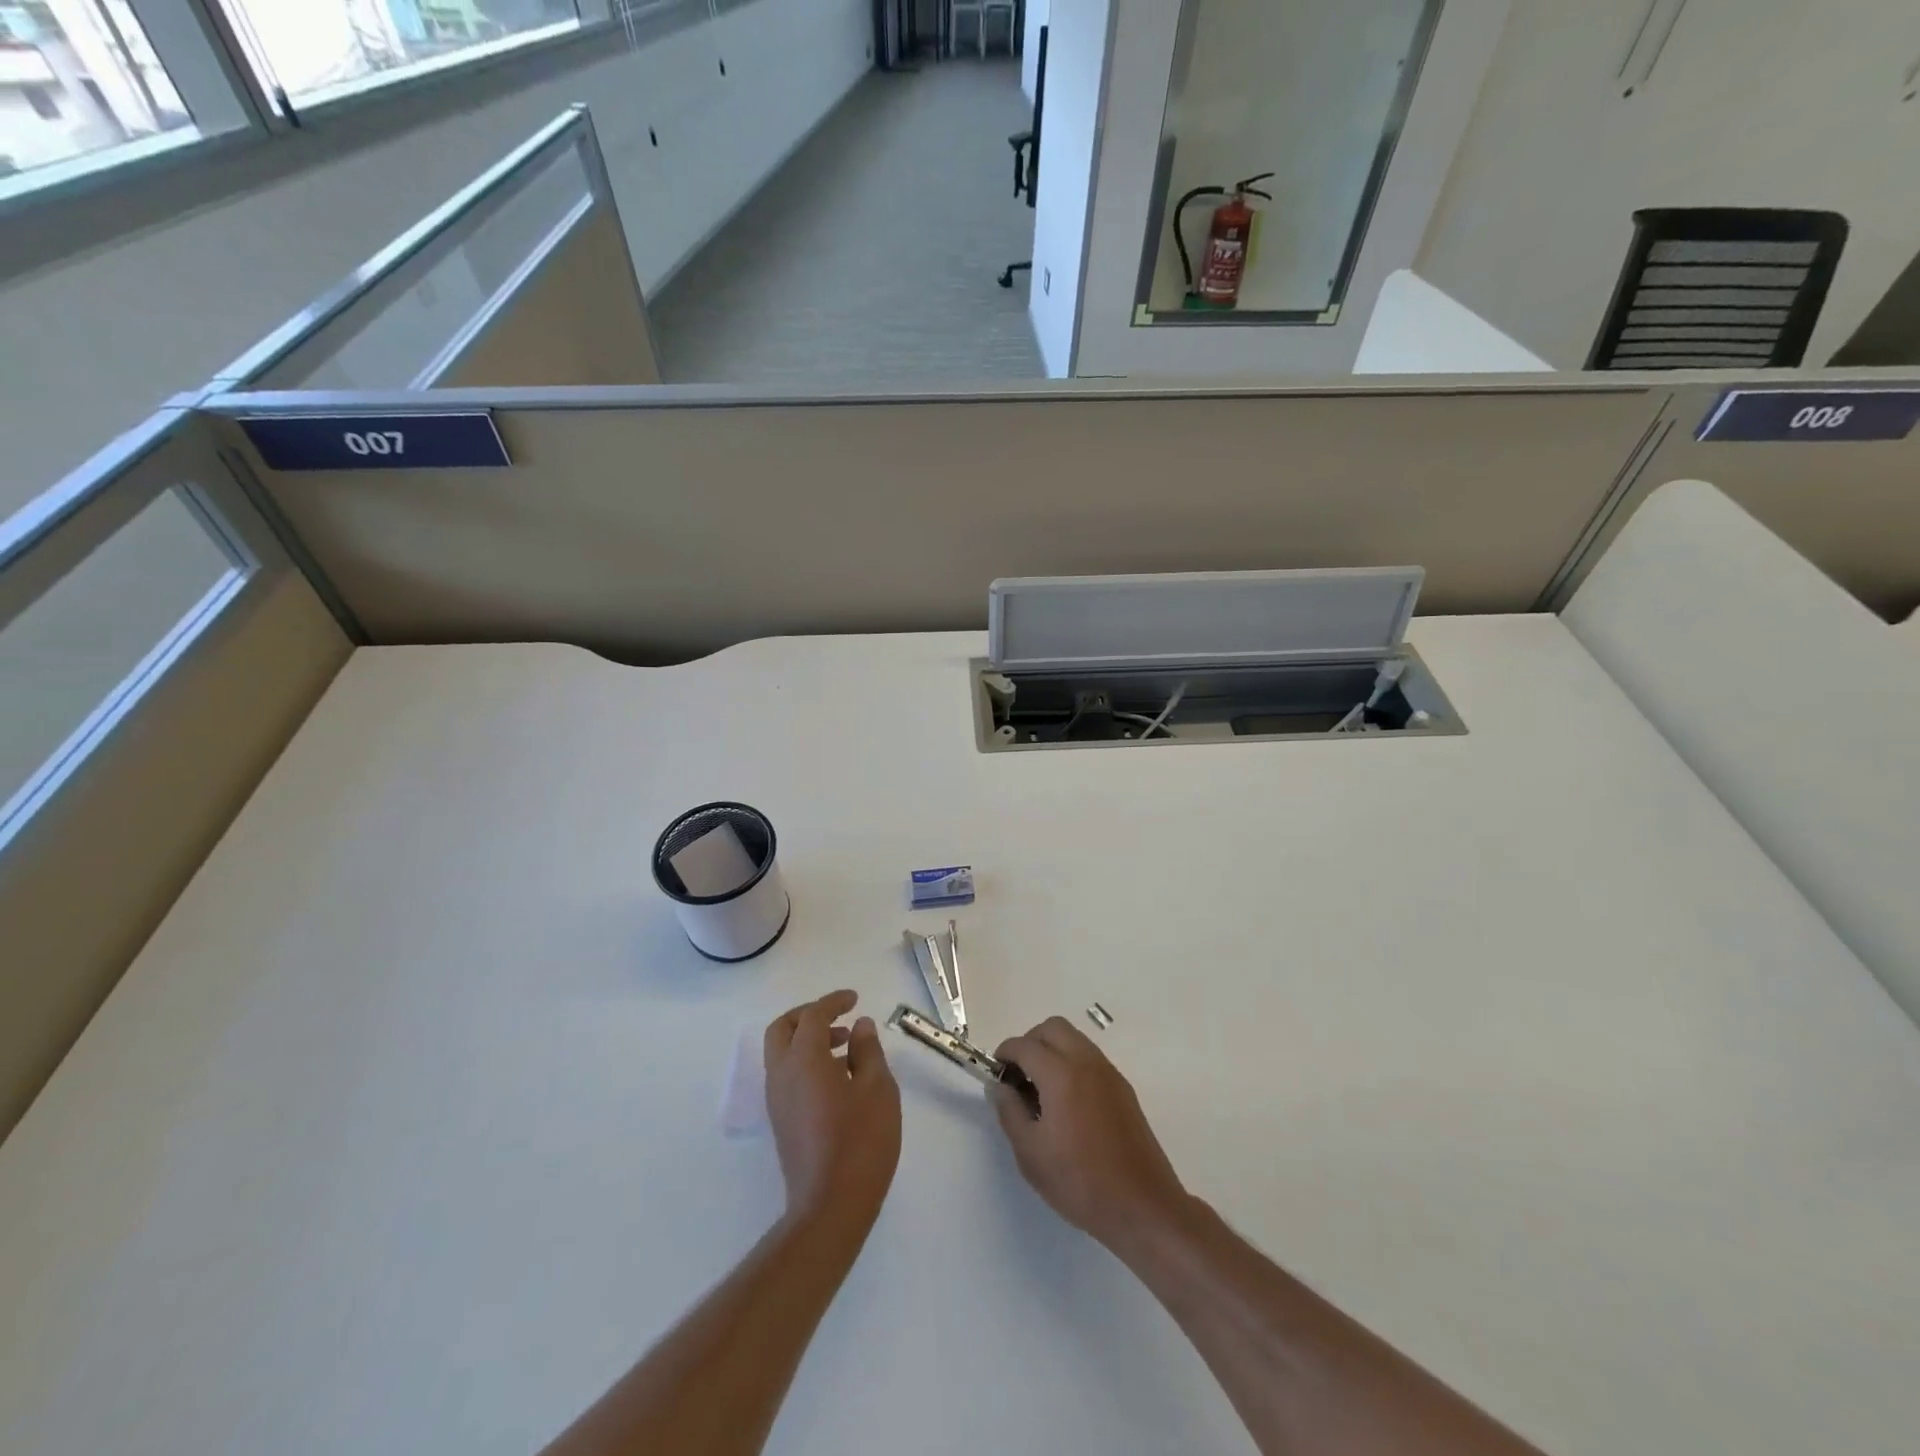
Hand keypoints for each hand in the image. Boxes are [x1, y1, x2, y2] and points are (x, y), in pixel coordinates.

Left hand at [763, 991, 900, 1231]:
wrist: (830, 1207)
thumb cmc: (860, 1141)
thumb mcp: (878, 1088)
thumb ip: (868, 1050)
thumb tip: (860, 1026)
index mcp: (803, 1060)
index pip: (812, 1016)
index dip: (833, 1002)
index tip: (854, 999)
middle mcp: (782, 1074)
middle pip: (783, 1029)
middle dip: (809, 1016)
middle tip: (839, 1017)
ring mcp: (777, 1100)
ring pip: (782, 1053)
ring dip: (808, 1040)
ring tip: (847, 1047)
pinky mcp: (781, 1121)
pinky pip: (787, 1075)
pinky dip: (806, 1062)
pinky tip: (839, 1077)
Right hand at [991, 1017, 1190, 1254]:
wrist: (1142, 1206)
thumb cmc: (1080, 1182)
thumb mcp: (1031, 1153)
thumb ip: (1009, 1111)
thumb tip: (999, 1086)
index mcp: (1061, 1074)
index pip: (1025, 1045)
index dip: (1005, 1053)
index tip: (995, 1072)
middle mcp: (1087, 1062)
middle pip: (1052, 1028)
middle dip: (1029, 1042)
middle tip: (1018, 1075)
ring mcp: (1109, 1073)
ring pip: (1074, 1038)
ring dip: (1052, 1049)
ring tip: (1041, 1089)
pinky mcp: (1123, 1088)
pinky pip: (1090, 1057)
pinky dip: (1072, 1062)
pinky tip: (1067, 1102)